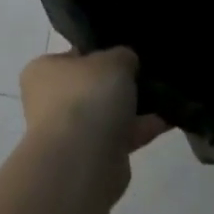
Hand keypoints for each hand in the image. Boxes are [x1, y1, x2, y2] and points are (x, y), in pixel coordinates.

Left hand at [19, 48, 171, 161]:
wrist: (82, 159)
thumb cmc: (88, 97)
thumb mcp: (113, 60)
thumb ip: (122, 56)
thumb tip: (126, 62)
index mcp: (43, 71)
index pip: (74, 56)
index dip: (101, 53)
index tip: (128, 55)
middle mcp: (50, 100)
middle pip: (92, 87)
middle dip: (120, 85)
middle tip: (150, 75)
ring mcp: (69, 131)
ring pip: (107, 114)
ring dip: (134, 109)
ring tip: (168, 97)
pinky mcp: (91, 157)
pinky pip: (121, 136)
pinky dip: (142, 129)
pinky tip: (170, 119)